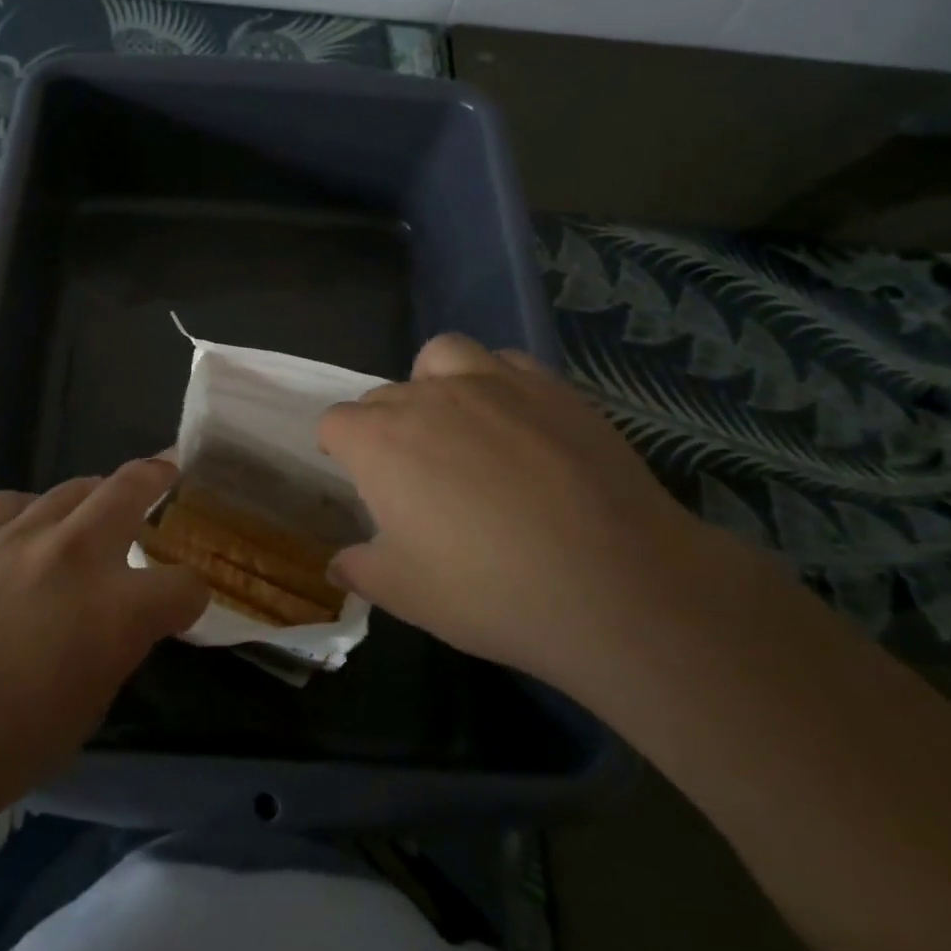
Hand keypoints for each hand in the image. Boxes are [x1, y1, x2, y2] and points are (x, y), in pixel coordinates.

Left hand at [0, 459, 206, 817]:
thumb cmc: (1, 748)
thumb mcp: (88, 708)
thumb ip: (116, 648)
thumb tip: (120, 622)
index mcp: (117, 609)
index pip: (185, 585)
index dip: (191, 596)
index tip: (183, 605)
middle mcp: (77, 553)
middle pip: (135, 486)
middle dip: (161, 477)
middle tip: (170, 472)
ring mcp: (21, 533)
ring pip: (76, 487)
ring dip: (96, 497)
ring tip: (96, 510)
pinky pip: (16, 502)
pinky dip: (32, 514)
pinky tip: (25, 533)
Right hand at [318, 334, 745, 691]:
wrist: (615, 584)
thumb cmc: (489, 591)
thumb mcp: (405, 594)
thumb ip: (359, 569)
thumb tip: (338, 563)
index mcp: (378, 441)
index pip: (335, 423)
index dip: (340, 450)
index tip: (359, 480)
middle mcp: (427, 397)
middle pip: (384, 394)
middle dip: (384, 426)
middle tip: (413, 476)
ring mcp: (492, 384)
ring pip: (441, 357)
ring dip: (433, 382)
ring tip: (455, 423)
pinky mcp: (550, 387)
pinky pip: (504, 362)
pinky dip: (495, 381)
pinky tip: (514, 420)